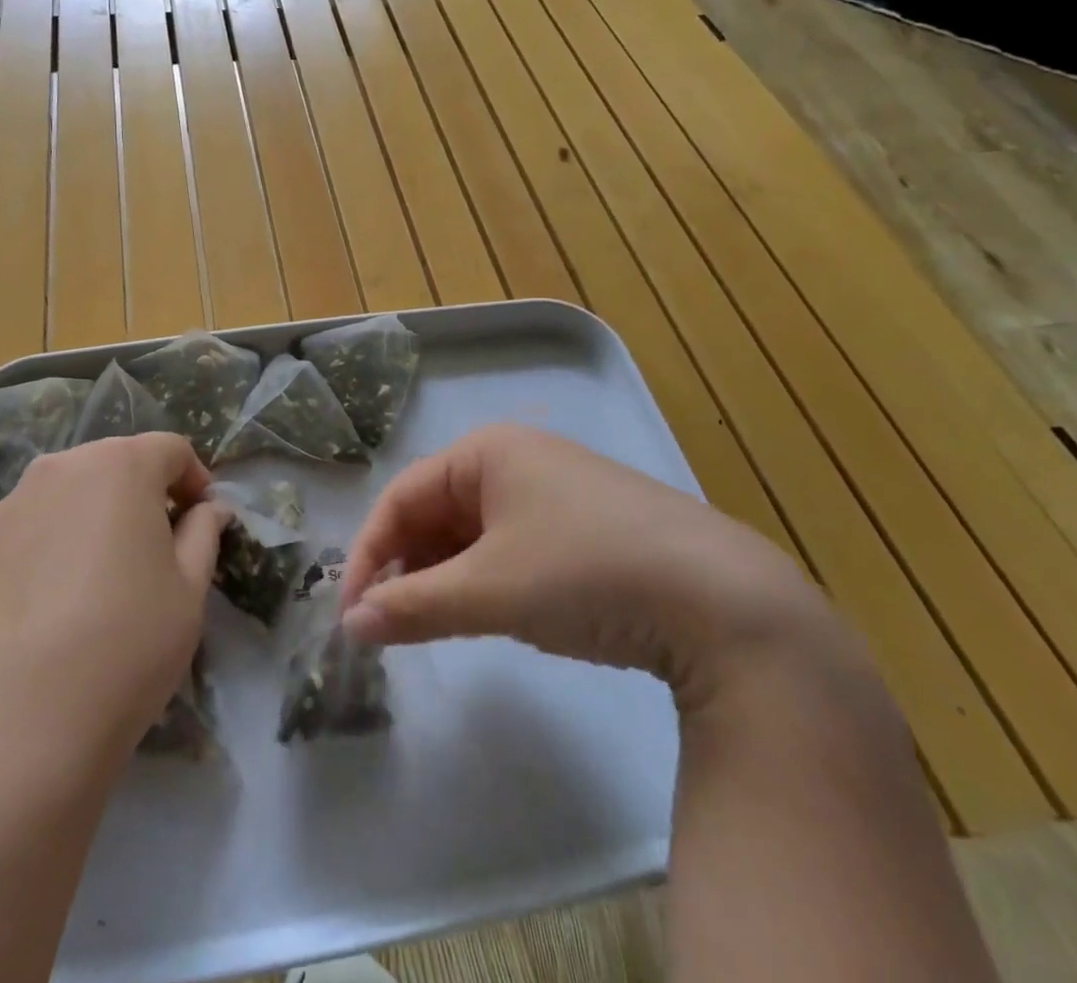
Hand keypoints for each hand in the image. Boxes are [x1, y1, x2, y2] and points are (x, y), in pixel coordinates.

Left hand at [0, 433, 231, 761]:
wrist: (6, 730)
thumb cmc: (123, 647)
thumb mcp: (189, 592)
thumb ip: (203, 534)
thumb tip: (208, 508)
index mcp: (119, 465)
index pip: (170, 449)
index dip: (194, 479)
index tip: (202, 520)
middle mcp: (60, 469)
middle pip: (114, 465)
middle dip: (143, 495)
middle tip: (156, 550)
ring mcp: (9, 507)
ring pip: (68, 496)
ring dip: (94, 519)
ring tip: (101, 581)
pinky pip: (29, 530)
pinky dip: (51, 548)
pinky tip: (52, 608)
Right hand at [342, 424, 841, 705]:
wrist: (725, 602)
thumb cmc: (584, 573)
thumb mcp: (489, 591)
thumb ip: (413, 605)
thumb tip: (351, 625)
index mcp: (486, 451)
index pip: (402, 496)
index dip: (369, 553)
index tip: (353, 613)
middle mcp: (516, 458)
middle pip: (436, 510)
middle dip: (407, 565)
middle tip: (389, 623)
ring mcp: (555, 489)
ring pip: (473, 530)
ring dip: (443, 575)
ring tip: (431, 623)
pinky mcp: (586, 524)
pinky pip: (511, 544)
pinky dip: (486, 577)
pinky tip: (488, 611)